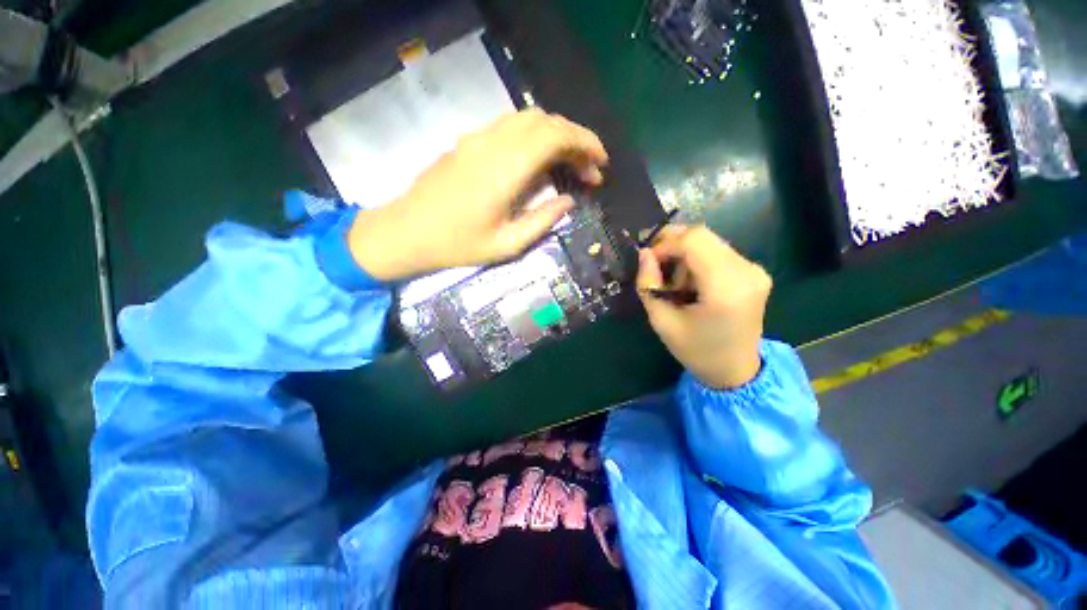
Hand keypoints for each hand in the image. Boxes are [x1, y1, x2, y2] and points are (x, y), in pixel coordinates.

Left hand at [347, 109, 608, 280]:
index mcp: (506, 170)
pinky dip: (535, 137)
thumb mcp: (507, 245)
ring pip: (528, 119)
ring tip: (569, 165)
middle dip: (576, 141)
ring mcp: (478, 139)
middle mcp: (493, 144)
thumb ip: (542, 220)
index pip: (555, 136)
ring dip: (556, 136)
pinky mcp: (468, 142)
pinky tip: (539, 160)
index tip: (601, 164)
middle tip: (589, 171)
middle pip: (546, 122)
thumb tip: (568, 201)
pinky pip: (510, 127)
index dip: (585, 143)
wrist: (407, 232)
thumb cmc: (457, 245)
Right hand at [637, 226, 771, 388]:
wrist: (736, 371)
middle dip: (671, 246)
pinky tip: (691, 284)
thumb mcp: (662, 322)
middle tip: (656, 269)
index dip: (664, 245)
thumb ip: (648, 285)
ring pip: (707, 241)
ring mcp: (754, 269)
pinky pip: (716, 251)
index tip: (648, 263)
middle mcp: (746, 271)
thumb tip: (644, 254)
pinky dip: (696, 260)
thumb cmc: (696, 351)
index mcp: (726, 287)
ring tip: (674, 284)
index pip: (693, 241)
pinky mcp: (753, 271)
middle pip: (701, 235)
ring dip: (683, 255)